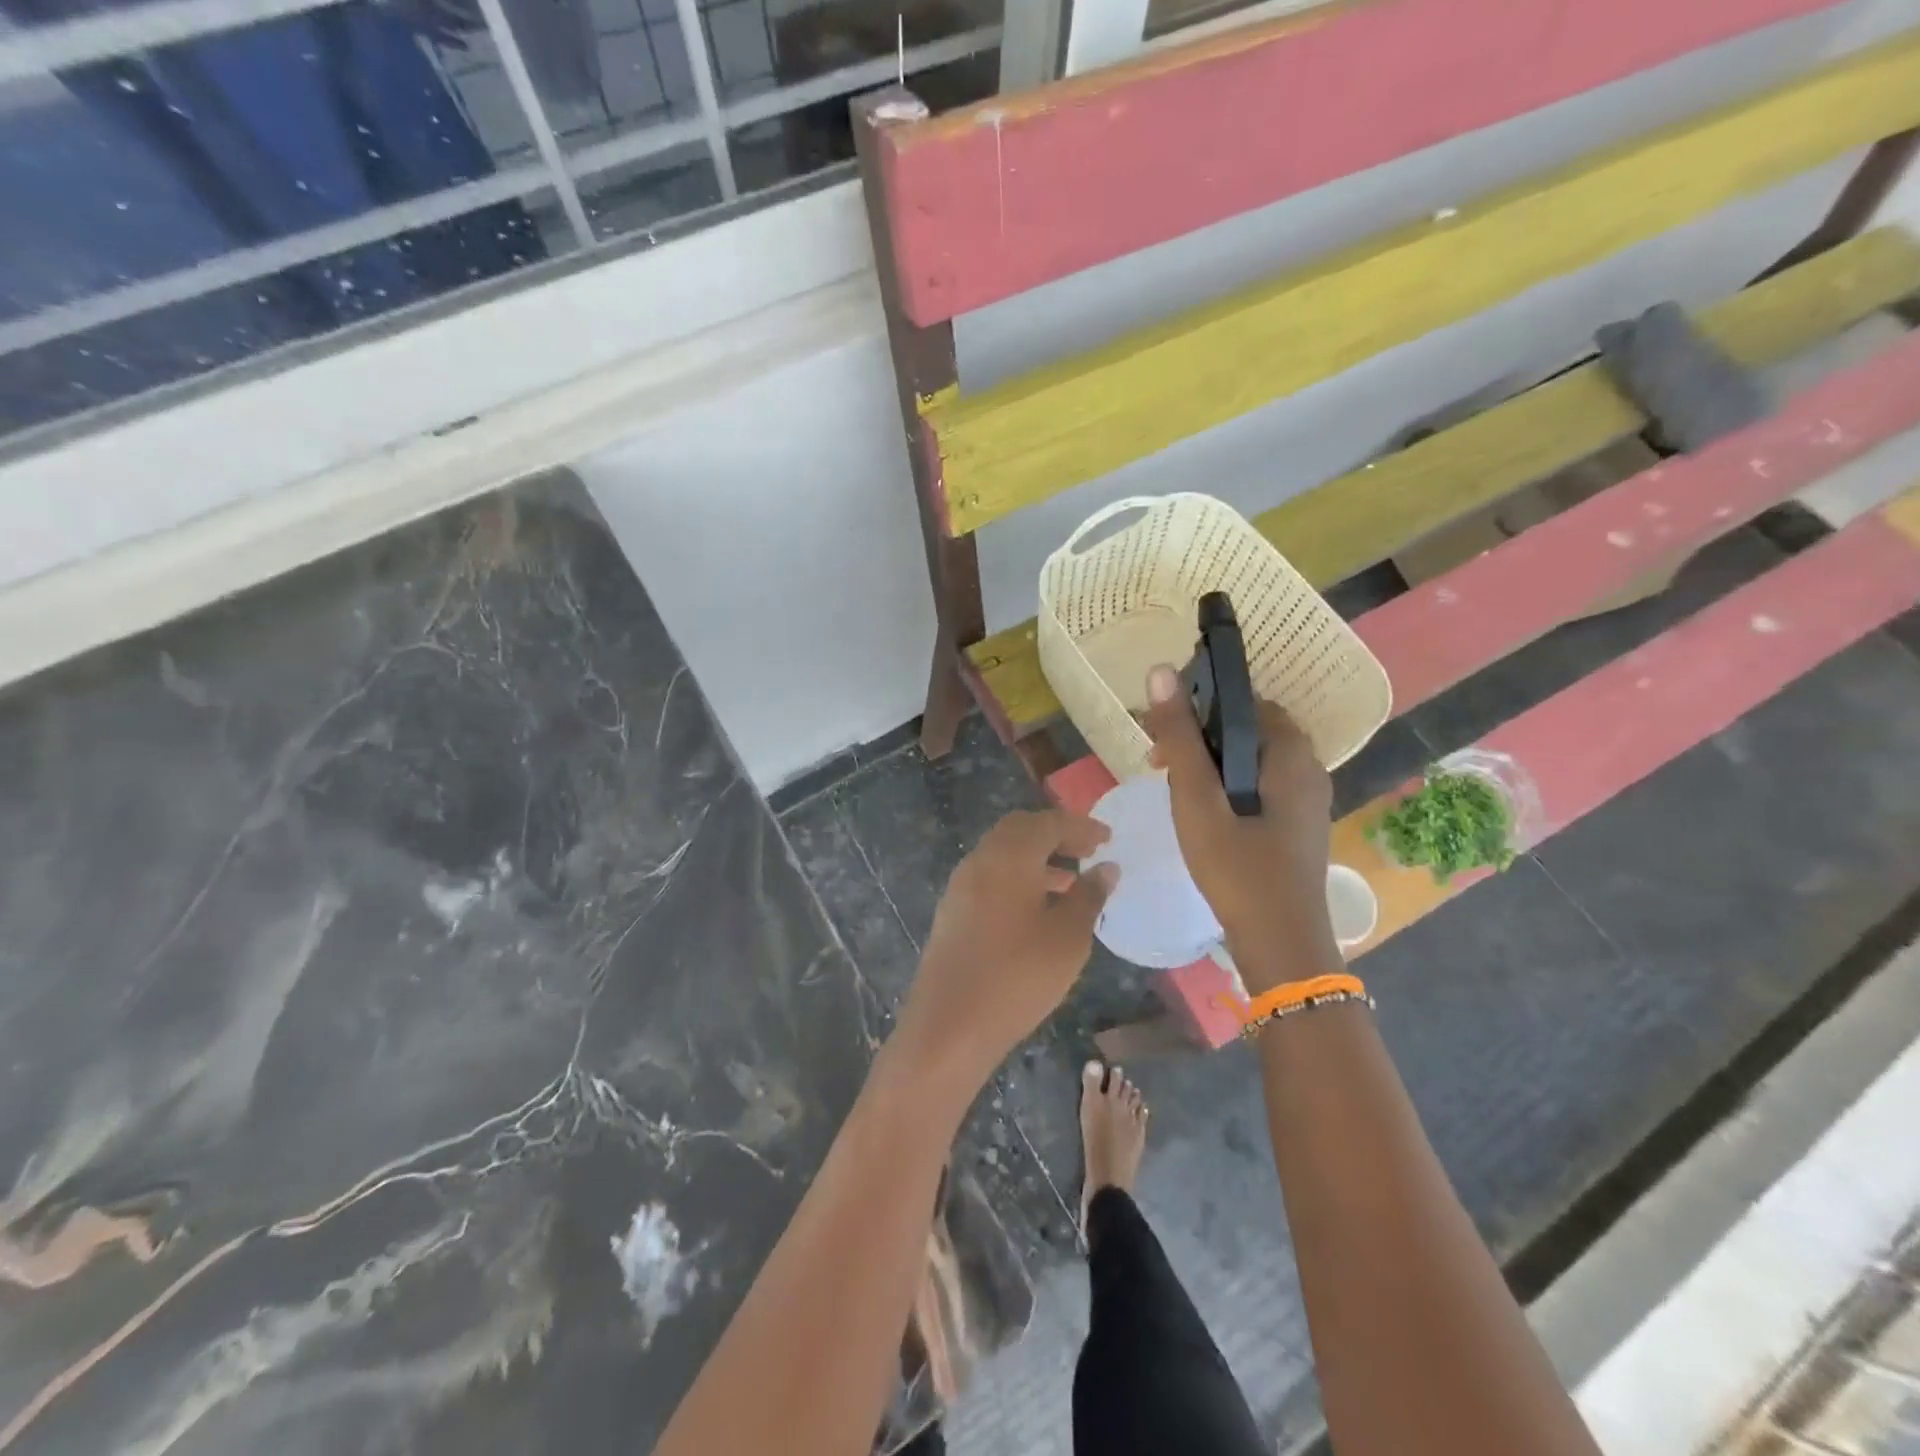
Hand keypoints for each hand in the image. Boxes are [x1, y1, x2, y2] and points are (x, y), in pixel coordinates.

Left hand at [895, 810, 1116, 1086]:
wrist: (949, 1025)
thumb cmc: (1018, 977)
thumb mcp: (1068, 938)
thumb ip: (1089, 896)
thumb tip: (1106, 868)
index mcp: (1009, 856)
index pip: (1048, 823)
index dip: (1080, 827)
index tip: (1108, 838)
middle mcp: (980, 860)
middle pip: (1019, 830)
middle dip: (1054, 834)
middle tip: (1087, 851)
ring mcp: (960, 885)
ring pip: (1002, 854)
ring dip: (1036, 857)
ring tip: (1071, 881)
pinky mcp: (952, 911)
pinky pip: (989, 877)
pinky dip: (1017, 877)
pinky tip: (1038, 908)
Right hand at [1144, 664, 1339, 991]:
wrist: (1281, 944)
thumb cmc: (1236, 869)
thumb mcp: (1197, 800)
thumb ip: (1180, 737)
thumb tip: (1160, 671)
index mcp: (1290, 754)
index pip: (1244, 701)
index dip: (1199, 705)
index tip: (1162, 731)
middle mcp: (1308, 768)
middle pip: (1249, 729)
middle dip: (1201, 736)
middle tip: (1160, 762)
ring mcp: (1308, 799)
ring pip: (1253, 759)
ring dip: (1212, 762)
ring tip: (1175, 788)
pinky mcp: (1299, 825)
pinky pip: (1261, 784)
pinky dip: (1228, 784)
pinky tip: (1203, 812)